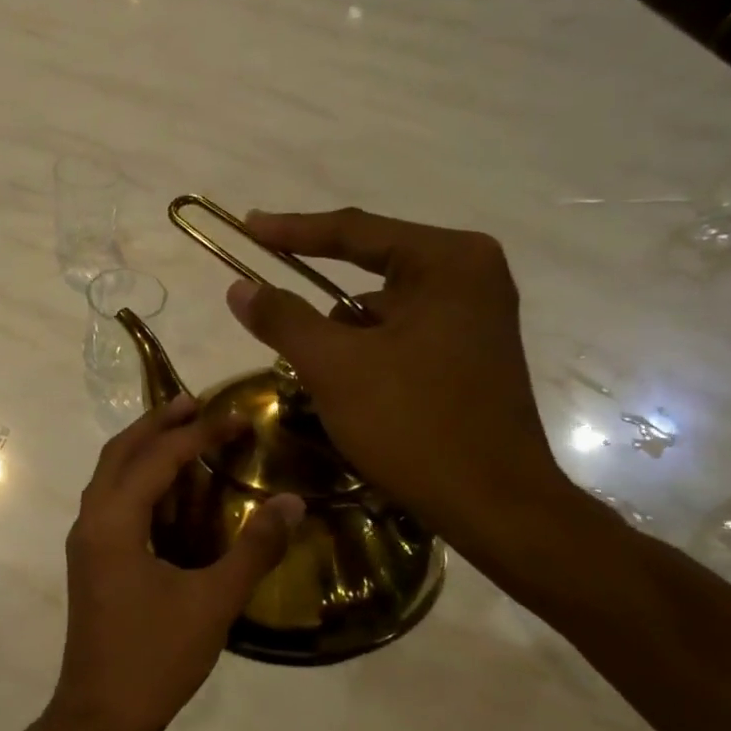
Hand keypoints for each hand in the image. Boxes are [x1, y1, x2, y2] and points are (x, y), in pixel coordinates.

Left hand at [50, 393, 303, 730]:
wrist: (100, 716)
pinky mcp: (91, 562)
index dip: (199, 433)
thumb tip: (292, 502)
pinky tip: (170, 493)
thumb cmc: (155, 658)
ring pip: (110, 476)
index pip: (158, 458)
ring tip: (184, 434)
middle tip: (197, 404)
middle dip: (157, 424)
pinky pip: (112, 502)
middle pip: (120, 453)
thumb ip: (253, 549)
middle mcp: (91, 521)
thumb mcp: (213, 603)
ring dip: (144, 450)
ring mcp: (85, 543)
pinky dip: (138, 482)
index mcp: (113, 522)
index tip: (238, 416)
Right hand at [226, 208, 568, 544]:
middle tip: (267, 298)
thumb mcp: (335, 367)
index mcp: (448, 261)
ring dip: (342, 333)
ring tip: (314, 371)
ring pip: (383, 309)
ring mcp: (476, 316)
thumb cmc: (414, 424)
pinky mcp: (472, 353)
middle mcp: (470, 275)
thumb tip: (238, 286)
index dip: (292, 230)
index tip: (247, 226)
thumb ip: (283, 318)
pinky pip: (402, 335)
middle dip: (318, 295)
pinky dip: (367, 352)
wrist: (493, 504)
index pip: (355, 231)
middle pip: (371, 268)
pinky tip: (350, 389)